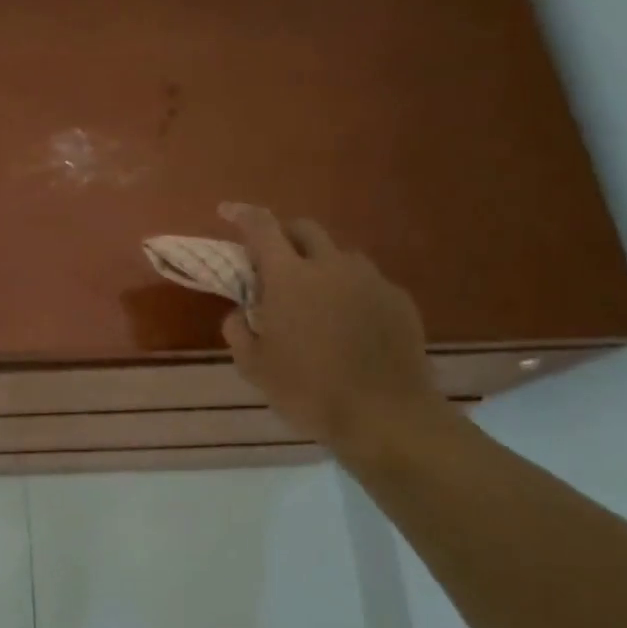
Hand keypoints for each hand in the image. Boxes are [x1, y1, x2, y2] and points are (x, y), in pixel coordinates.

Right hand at [218, 204, 447, 461]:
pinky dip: (350, 289)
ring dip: (320, 263)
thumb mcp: (254, 367)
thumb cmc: (308, 390)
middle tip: (272, 259)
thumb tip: (241, 311)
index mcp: (289, 277)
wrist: (385, 415)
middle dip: (284, 235)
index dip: (242, 214)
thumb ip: (238, 330)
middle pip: (305, 229)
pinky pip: (367, 281)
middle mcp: (330, 266)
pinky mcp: (398, 300)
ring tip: (315, 295)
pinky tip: (348, 321)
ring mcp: (370, 280)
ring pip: (340, 254)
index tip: (227, 212)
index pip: (261, 227)